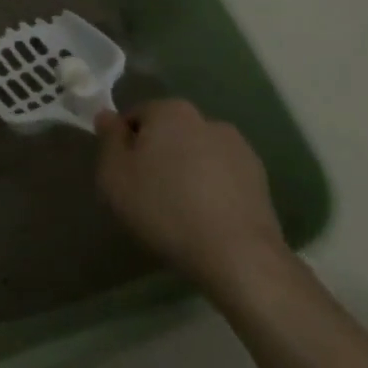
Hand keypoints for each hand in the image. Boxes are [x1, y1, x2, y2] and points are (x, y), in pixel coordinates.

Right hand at [95, 99, 289, 297]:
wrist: (238, 256)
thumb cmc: (165, 209)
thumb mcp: (115, 175)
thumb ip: (108, 139)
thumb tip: (107, 116)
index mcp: (171, 111)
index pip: (136, 116)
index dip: (124, 145)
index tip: (123, 176)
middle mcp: (207, 119)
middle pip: (169, 133)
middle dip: (157, 156)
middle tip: (147, 194)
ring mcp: (239, 148)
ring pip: (197, 154)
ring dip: (187, 171)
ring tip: (180, 211)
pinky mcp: (260, 179)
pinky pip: (222, 176)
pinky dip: (212, 189)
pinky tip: (206, 219)